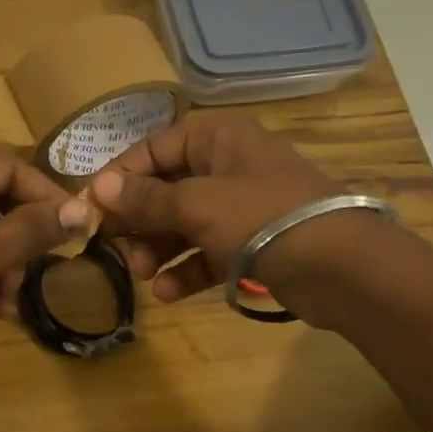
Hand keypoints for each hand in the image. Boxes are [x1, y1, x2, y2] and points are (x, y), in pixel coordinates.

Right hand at [90, 115, 358, 311]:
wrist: (342, 268)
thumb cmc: (262, 218)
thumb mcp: (197, 205)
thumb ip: (146, 199)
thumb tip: (98, 188)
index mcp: (216, 138)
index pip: (152, 149)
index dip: (119, 177)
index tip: (90, 209)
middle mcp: (227, 165)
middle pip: (166, 188)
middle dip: (139, 220)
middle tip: (115, 248)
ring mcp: (241, 206)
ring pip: (184, 222)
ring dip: (159, 249)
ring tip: (142, 274)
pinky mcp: (252, 243)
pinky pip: (207, 251)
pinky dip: (187, 269)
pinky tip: (168, 293)